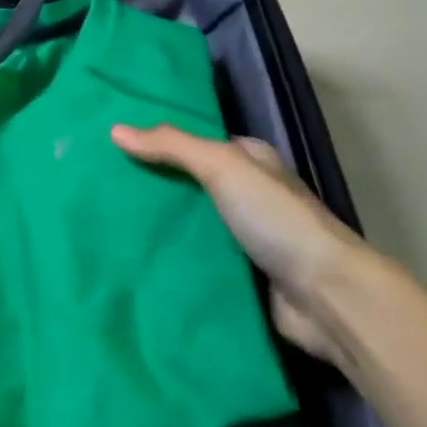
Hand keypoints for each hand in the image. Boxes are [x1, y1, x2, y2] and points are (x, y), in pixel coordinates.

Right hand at [111, 125, 370, 366]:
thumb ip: (171, 146)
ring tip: (105, 223)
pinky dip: (172, 261)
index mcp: (251, 161)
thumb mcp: (222, 167)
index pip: (196, 143)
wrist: (326, 296)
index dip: (159, 142)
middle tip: (100, 186)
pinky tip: (134, 260)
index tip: (113, 146)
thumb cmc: (275, 218)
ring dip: (159, 227)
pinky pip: (196, 262)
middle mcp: (249, 195)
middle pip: (190, 185)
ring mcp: (246, 238)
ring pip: (191, 225)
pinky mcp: (241, 277)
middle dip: (153, 186)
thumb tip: (115, 130)